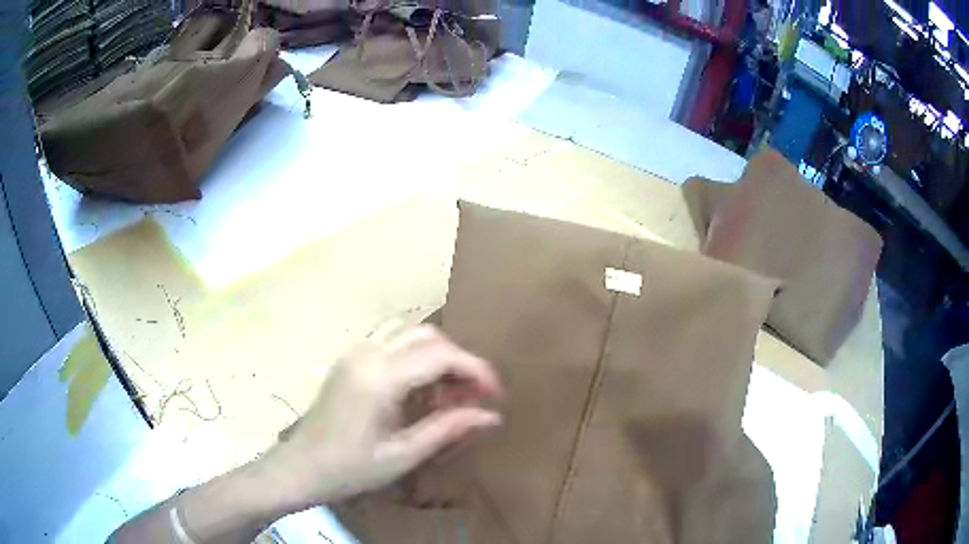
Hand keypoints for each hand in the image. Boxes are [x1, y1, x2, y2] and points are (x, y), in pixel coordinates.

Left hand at [262, 324, 502, 510]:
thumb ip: (448, 429)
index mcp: (379, 377)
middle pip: (428, 335)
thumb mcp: (403, 455)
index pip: (441, 355)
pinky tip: (420, 392)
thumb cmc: (350, 468)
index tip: (495, 394)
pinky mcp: (349, 359)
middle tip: (473, 397)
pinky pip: (393, 344)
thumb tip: (491, 416)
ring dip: (437, 358)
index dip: (475, 370)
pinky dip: (416, 359)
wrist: (300, 467)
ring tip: (448, 397)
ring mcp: (355, 353)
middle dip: (458, 362)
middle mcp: (367, 354)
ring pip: (410, 334)